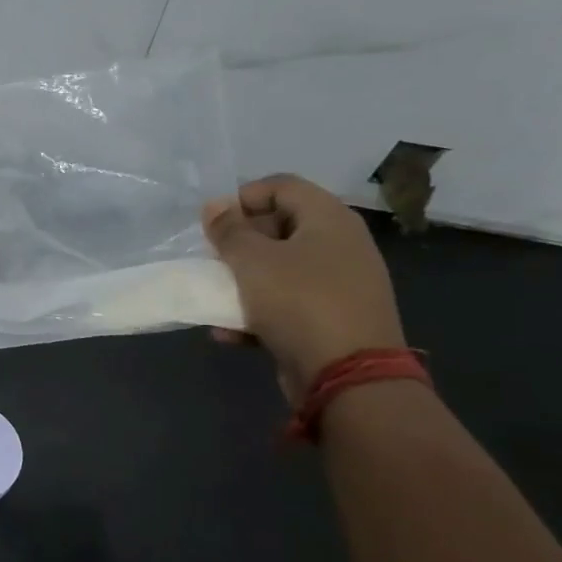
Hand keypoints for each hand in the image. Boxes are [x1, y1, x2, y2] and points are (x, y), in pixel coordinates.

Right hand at [203, 175, 405, 401]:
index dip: (243, 197)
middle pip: (281, 226)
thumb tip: (214, 206)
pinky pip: (288, 304)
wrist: (348, 376)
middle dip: (240, 241)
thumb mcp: (252, 261)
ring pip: (282, 269)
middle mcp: (340, 246)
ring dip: (244, 280)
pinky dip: (259, 313)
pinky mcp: (332, 319)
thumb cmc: (299, 302)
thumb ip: (229, 231)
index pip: (282, 186)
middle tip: (213, 259)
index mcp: (329, 220)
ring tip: (217, 295)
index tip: (213, 224)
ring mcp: (340, 285)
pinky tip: (230, 332)